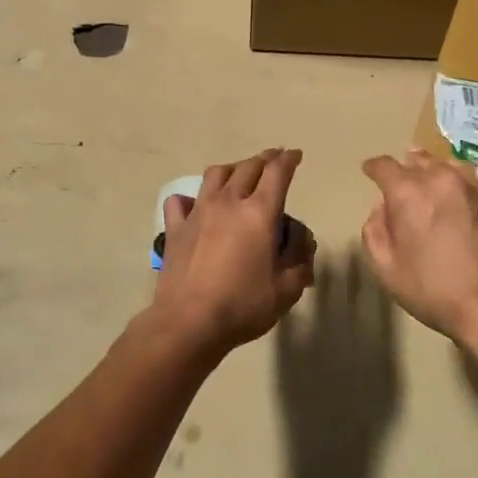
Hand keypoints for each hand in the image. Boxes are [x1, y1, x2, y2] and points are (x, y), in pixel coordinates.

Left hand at [150, 149, 315, 356]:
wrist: (189, 322)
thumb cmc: (243, 305)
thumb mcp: (287, 289)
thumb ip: (300, 259)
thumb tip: (301, 240)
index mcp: (259, 213)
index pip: (277, 173)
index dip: (288, 160)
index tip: (295, 155)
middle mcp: (228, 202)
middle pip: (248, 167)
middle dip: (265, 159)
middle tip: (274, 160)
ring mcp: (198, 212)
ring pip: (216, 175)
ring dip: (233, 169)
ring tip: (240, 174)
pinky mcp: (175, 227)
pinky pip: (180, 201)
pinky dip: (190, 197)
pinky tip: (195, 204)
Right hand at [359, 150, 477, 349]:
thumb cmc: (436, 291)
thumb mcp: (387, 270)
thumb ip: (375, 232)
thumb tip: (381, 210)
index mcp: (409, 193)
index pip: (384, 166)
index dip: (374, 168)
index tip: (369, 171)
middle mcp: (442, 179)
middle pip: (419, 159)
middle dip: (407, 167)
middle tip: (402, 180)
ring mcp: (476, 188)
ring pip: (449, 167)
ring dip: (436, 172)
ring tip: (432, 183)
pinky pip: (473, 186)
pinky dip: (461, 190)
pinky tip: (462, 207)